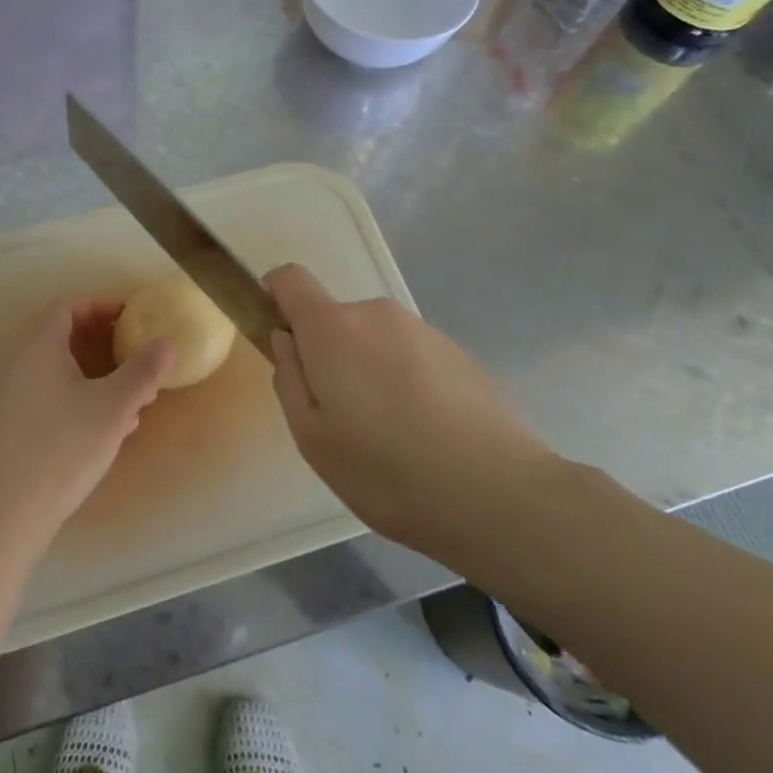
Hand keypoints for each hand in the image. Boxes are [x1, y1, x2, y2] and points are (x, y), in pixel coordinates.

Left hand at [0, 300, 174, 544]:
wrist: (6, 512)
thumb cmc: (63, 447)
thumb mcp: (113, 407)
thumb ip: (143, 372)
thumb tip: (167, 343)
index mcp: (40, 348)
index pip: (68, 308)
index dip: (100, 306)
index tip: (132, 317)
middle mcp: (21, 366)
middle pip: (64, 339)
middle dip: (104, 345)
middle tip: (136, 356)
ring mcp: (12, 399)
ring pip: (60, 373)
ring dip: (96, 377)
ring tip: (132, 398)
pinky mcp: (13, 430)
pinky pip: (52, 399)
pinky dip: (81, 401)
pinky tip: (108, 430)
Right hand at [265, 264, 556, 557]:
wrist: (497, 494)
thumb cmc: (386, 469)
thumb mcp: (312, 437)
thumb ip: (288, 377)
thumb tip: (286, 339)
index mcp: (333, 327)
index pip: (290, 278)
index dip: (275, 298)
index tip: (281, 341)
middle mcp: (377, 314)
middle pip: (334, 318)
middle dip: (326, 354)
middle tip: (340, 417)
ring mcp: (422, 330)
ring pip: (373, 339)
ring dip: (367, 370)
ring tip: (388, 434)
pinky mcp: (457, 352)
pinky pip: (409, 355)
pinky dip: (403, 381)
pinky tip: (424, 433)